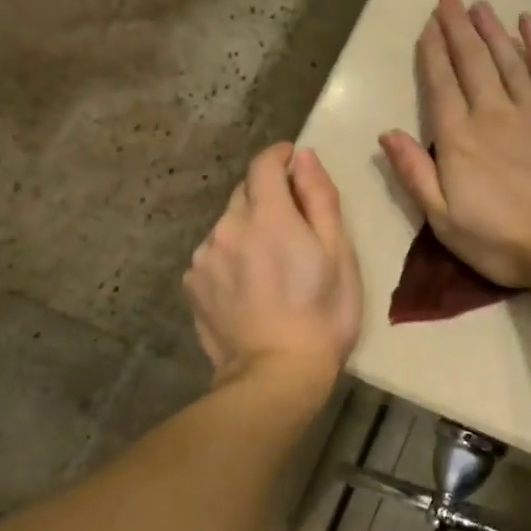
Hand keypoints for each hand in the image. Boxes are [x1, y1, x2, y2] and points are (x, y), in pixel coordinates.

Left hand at [185, 144, 361, 385]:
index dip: (279, 156)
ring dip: (247, 230)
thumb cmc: (323, 314)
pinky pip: (213, 255)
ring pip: (227, 226)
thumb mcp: (338, 254)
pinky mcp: (192, 284)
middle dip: (268, 198)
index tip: (292, 161)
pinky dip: (230, 258)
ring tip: (270, 266)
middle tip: (293, 227)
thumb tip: (303, 157)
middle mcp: (228, 227)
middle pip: (245, 193)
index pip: (264, 165)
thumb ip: (320, 199)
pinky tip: (248, 287)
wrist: (276, 374)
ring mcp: (204, 257)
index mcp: (268, 216)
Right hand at [379, 0, 530, 287]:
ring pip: (507, 58)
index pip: (440, 85)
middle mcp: (492, 113)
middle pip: (471, 62)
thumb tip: (388, 133)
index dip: (433, 53)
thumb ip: (414, 174)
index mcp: (458, 139)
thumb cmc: (501, 241)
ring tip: (480, 5)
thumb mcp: (443, 220)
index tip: (428, 26)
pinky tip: (527, 23)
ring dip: (491, 29)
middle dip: (458, 28)